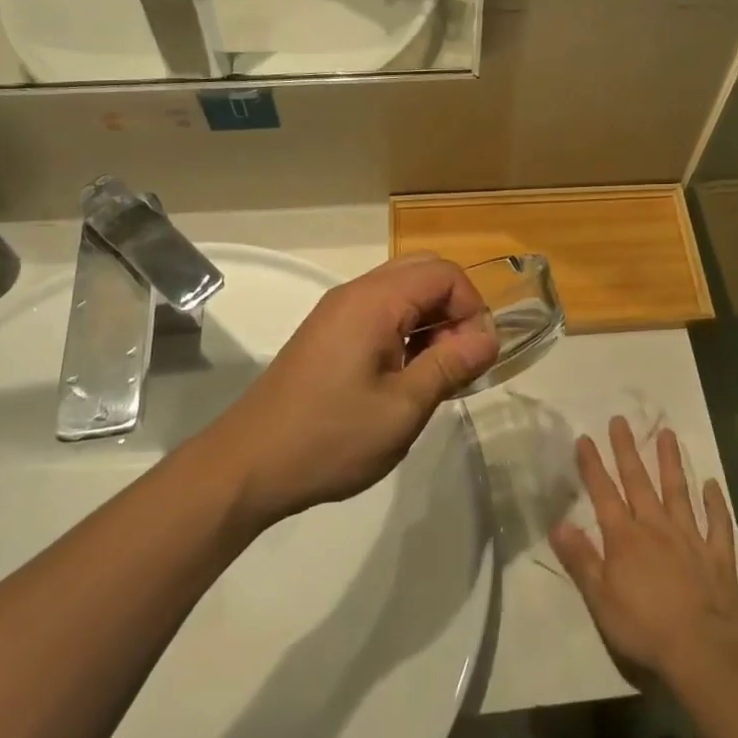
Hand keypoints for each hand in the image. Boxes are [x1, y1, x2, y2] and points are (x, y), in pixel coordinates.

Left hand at [205, 254, 499, 529]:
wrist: (248, 465)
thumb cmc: (331, 437)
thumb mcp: (403, 407)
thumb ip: (450, 365)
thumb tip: (488, 338)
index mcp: (374, 300)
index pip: (444, 273)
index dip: (472, 308)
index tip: (475, 357)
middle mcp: (355, 292)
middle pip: (424, 272)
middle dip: (453, 309)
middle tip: (458, 360)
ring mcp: (337, 311)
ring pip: (402, 291)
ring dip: (430, 321)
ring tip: (435, 374)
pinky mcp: (328, 332)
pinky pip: (380, 311)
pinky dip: (405, 330)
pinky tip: (404, 376)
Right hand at [549, 417, 737, 687]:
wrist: (702, 650)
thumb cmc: (644, 628)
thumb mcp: (600, 599)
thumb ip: (580, 559)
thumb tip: (558, 523)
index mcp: (625, 538)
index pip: (603, 493)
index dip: (593, 466)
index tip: (585, 437)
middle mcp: (656, 527)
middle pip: (638, 482)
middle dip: (627, 450)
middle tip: (621, 420)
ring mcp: (690, 537)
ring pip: (678, 491)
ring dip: (671, 462)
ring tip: (667, 433)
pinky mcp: (717, 555)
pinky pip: (718, 522)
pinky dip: (716, 503)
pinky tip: (713, 484)